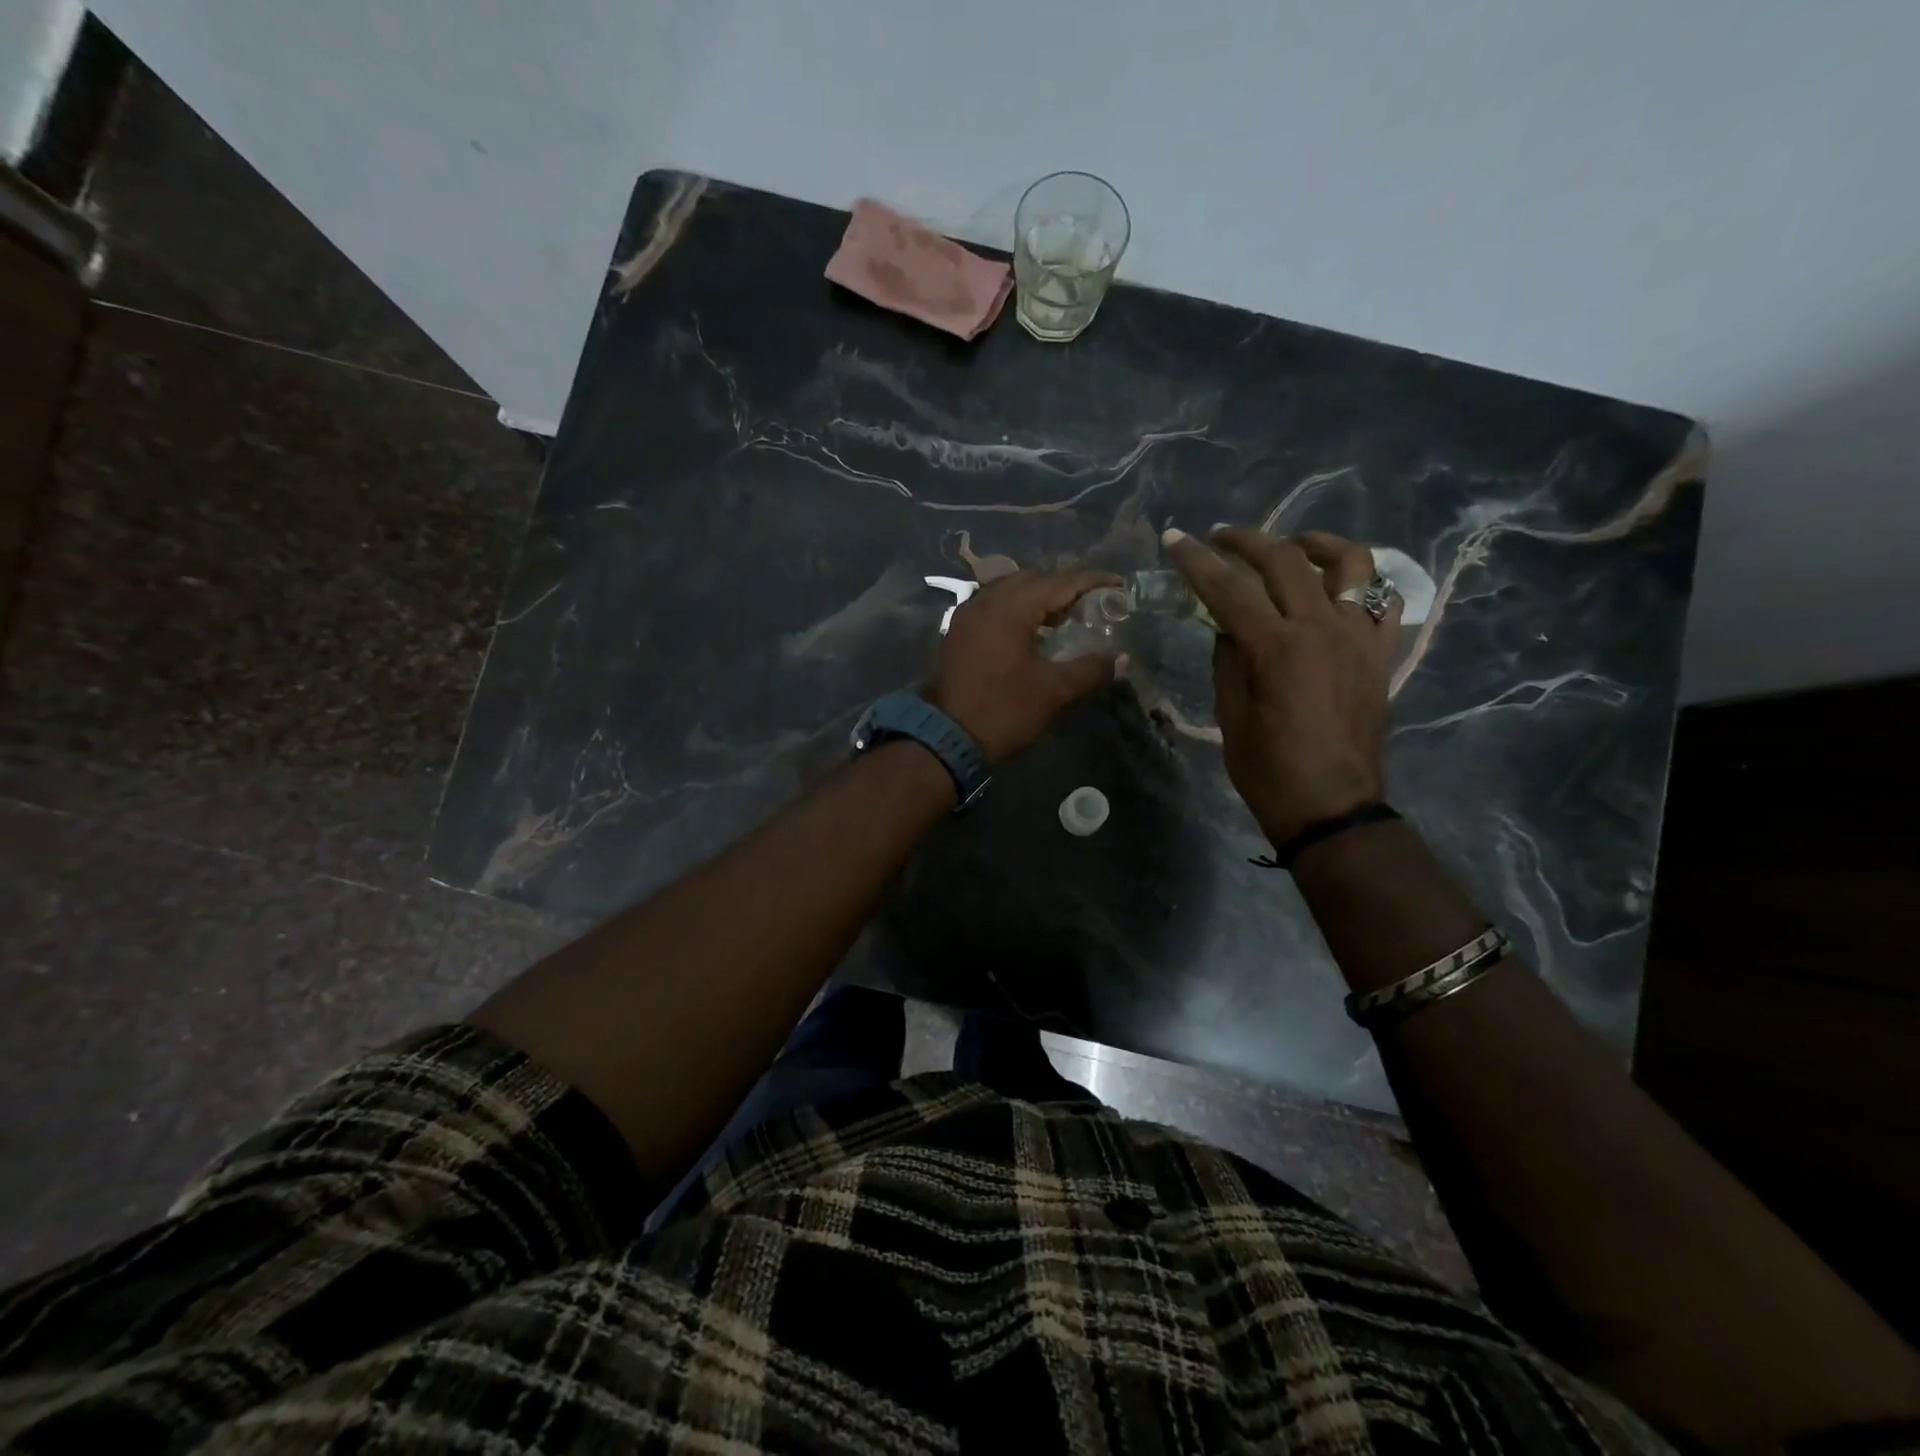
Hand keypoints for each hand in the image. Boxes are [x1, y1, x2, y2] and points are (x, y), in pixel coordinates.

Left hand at [929, 568, 1124, 763]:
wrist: (947, 739)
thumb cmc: (1004, 710)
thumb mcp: (1054, 690)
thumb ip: (1090, 669)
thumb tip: (1120, 659)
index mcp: (1011, 606)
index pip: (1060, 581)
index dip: (1092, 581)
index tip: (1119, 585)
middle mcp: (986, 600)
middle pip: (1033, 579)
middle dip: (1064, 587)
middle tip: (1092, 604)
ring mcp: (967, 615)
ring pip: (1009, 591)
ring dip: (1038, 598)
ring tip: (1065, 617)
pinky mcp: (958, 632)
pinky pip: (993, 607)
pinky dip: (1017, 610)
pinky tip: (1032, 632)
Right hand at [1164, 526, 1400, 844]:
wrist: (1331, 807)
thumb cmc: (1268, 770)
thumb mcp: (1229, 716)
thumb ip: (1228, 659)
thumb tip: (1228, 624)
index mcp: (1277, 648)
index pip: (1229, 588)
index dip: (1197, 561)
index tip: (1175, 539)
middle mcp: (1323, 629)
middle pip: (1285, 560)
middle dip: (1247, 540)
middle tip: (1220, 537)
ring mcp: (1360, 638)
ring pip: (1350, 562)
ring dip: (1314, 544)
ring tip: (1290, 546)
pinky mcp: (1382, 654)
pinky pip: (1385, 600)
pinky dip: (1364, 582)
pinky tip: (1339, 587)